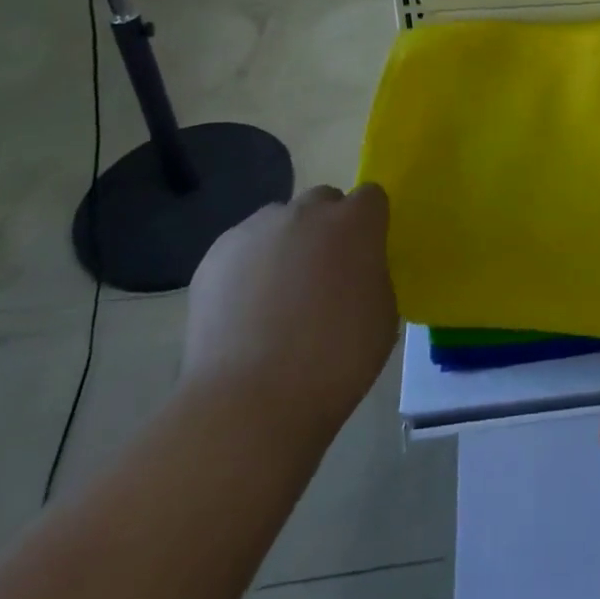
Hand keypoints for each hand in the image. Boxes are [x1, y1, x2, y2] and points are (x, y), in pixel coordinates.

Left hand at [182, 185, 399, 443]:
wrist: (249, 402)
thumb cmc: (334, 360)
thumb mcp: (383, 314)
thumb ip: (374, 274)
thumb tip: (359, 269)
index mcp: (355, 223)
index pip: (371, 196)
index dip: (370, 224)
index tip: (366, 255)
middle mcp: (306, 212)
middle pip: (323, 201)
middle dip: (327, 228)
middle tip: (324, 275)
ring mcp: (257, 229)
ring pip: (280, 222)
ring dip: (287, 244)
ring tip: (278, 296)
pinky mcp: (216, 254)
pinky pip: (243, 248)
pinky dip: (249, 268)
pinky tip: (246, 311)